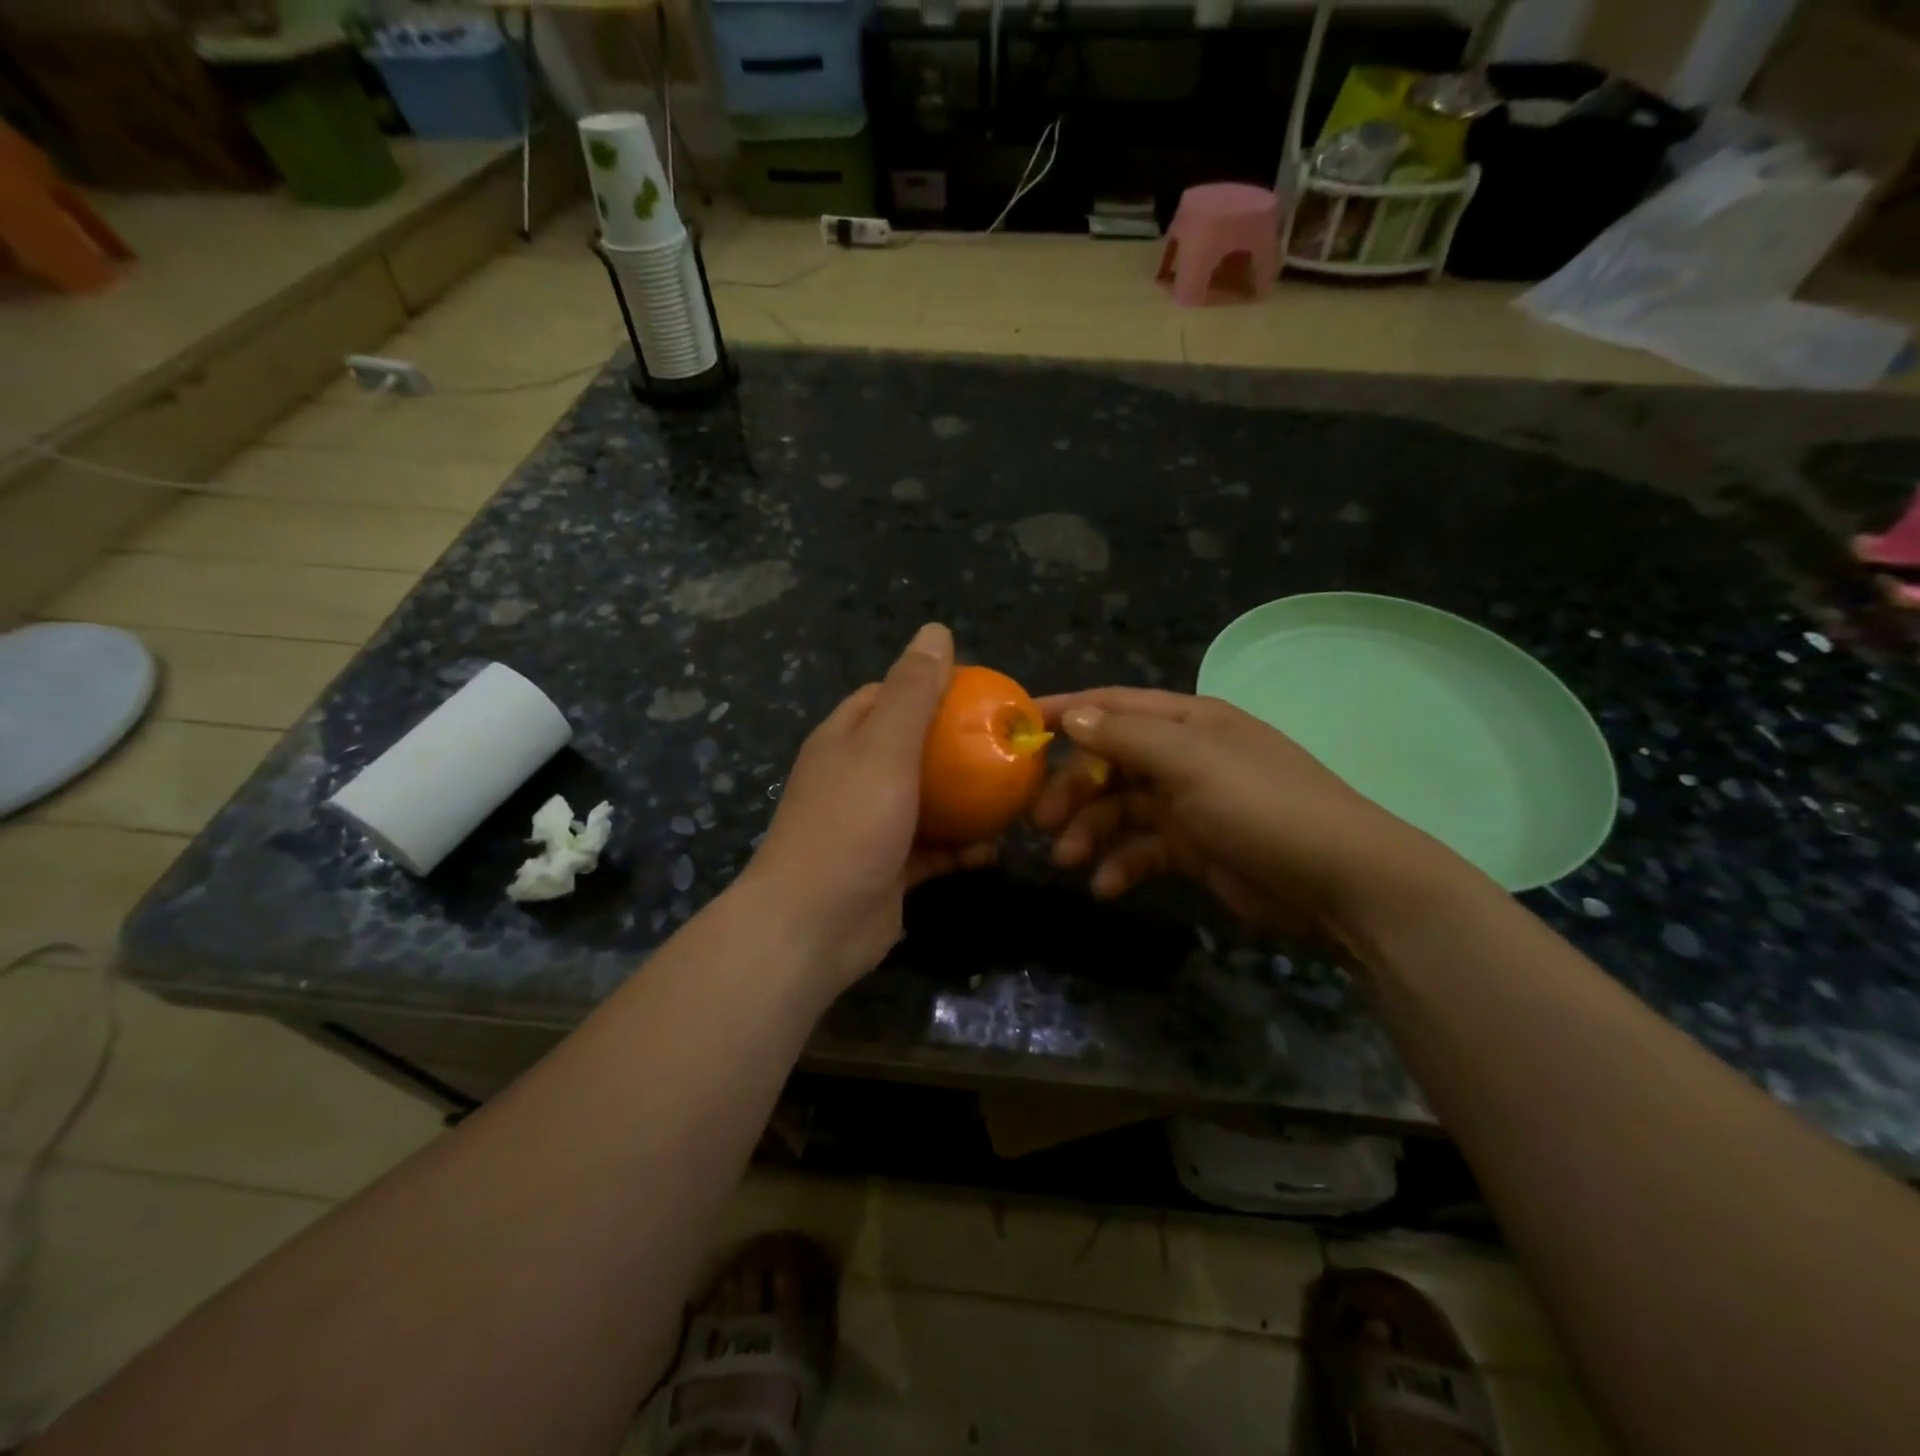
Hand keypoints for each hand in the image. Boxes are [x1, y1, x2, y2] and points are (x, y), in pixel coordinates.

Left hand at [738, 623, 993, 993]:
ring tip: (1016, 796)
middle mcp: (855, 777)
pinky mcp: (889, 869)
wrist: (813, 927)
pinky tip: (995, 849)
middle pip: (914, 749)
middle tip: (1009, 746)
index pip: (887, 696)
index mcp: (845, 739)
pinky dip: (961, 848)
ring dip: (968, 801)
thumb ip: (912, 692)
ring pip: (929, 802)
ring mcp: (872, 825)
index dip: (931, 687)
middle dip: (959, 747)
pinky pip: (933, 850)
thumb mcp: (884, 747)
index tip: (980, 692)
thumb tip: (935, 630)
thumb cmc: (849, 825)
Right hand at [1031, 688, 1473, 949]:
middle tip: (1039, 822)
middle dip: (1072, 789)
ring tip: (1069, 860)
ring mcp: (1190, 804)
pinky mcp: (1196, 849)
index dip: (1067, 712)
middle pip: (1110, 763)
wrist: (1341, 882)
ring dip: (1090, 831)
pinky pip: (1143, 849)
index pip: (1114, 705)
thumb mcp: (1191, 764)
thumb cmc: (1261, 807)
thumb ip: (1127, 739)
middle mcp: (1185, 757)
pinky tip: (1106, 886)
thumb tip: (1074, 717)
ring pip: (1121, 810)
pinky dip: (1121, 864)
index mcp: (1187, 722)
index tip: (1018, 727)